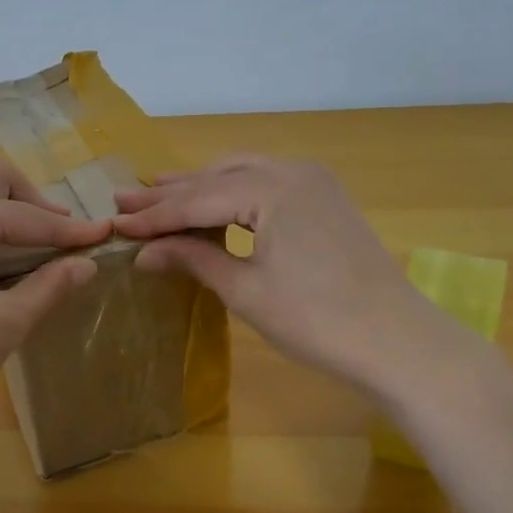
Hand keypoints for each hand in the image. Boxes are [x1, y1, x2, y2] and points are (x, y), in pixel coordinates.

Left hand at [0, 162, 109, 423]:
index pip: (34, 216)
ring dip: (13, 222)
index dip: (75, 230)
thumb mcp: (5, 322)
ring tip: (41, 258)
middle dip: (37, 205)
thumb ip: (48, 288)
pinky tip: (2, 275)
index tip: (109, 234)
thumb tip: (86, 264)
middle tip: (65, 240)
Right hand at [114, 155, 461, 398]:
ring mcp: (315, 182)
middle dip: (171, 193)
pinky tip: (214, 206)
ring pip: (244, 175)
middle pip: (218, 178)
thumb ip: (194, 260)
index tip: (115, 222)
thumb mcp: (246, 290)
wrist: (397, 341)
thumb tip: (144, 252)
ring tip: (159, 195)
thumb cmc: (315, 319)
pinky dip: (234, 194)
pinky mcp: (326, 200)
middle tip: (126, 200)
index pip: (198, 199)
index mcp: (271, 188)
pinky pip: (268, 184)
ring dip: (202, 188)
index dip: (154, 215)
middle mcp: (293, 171)